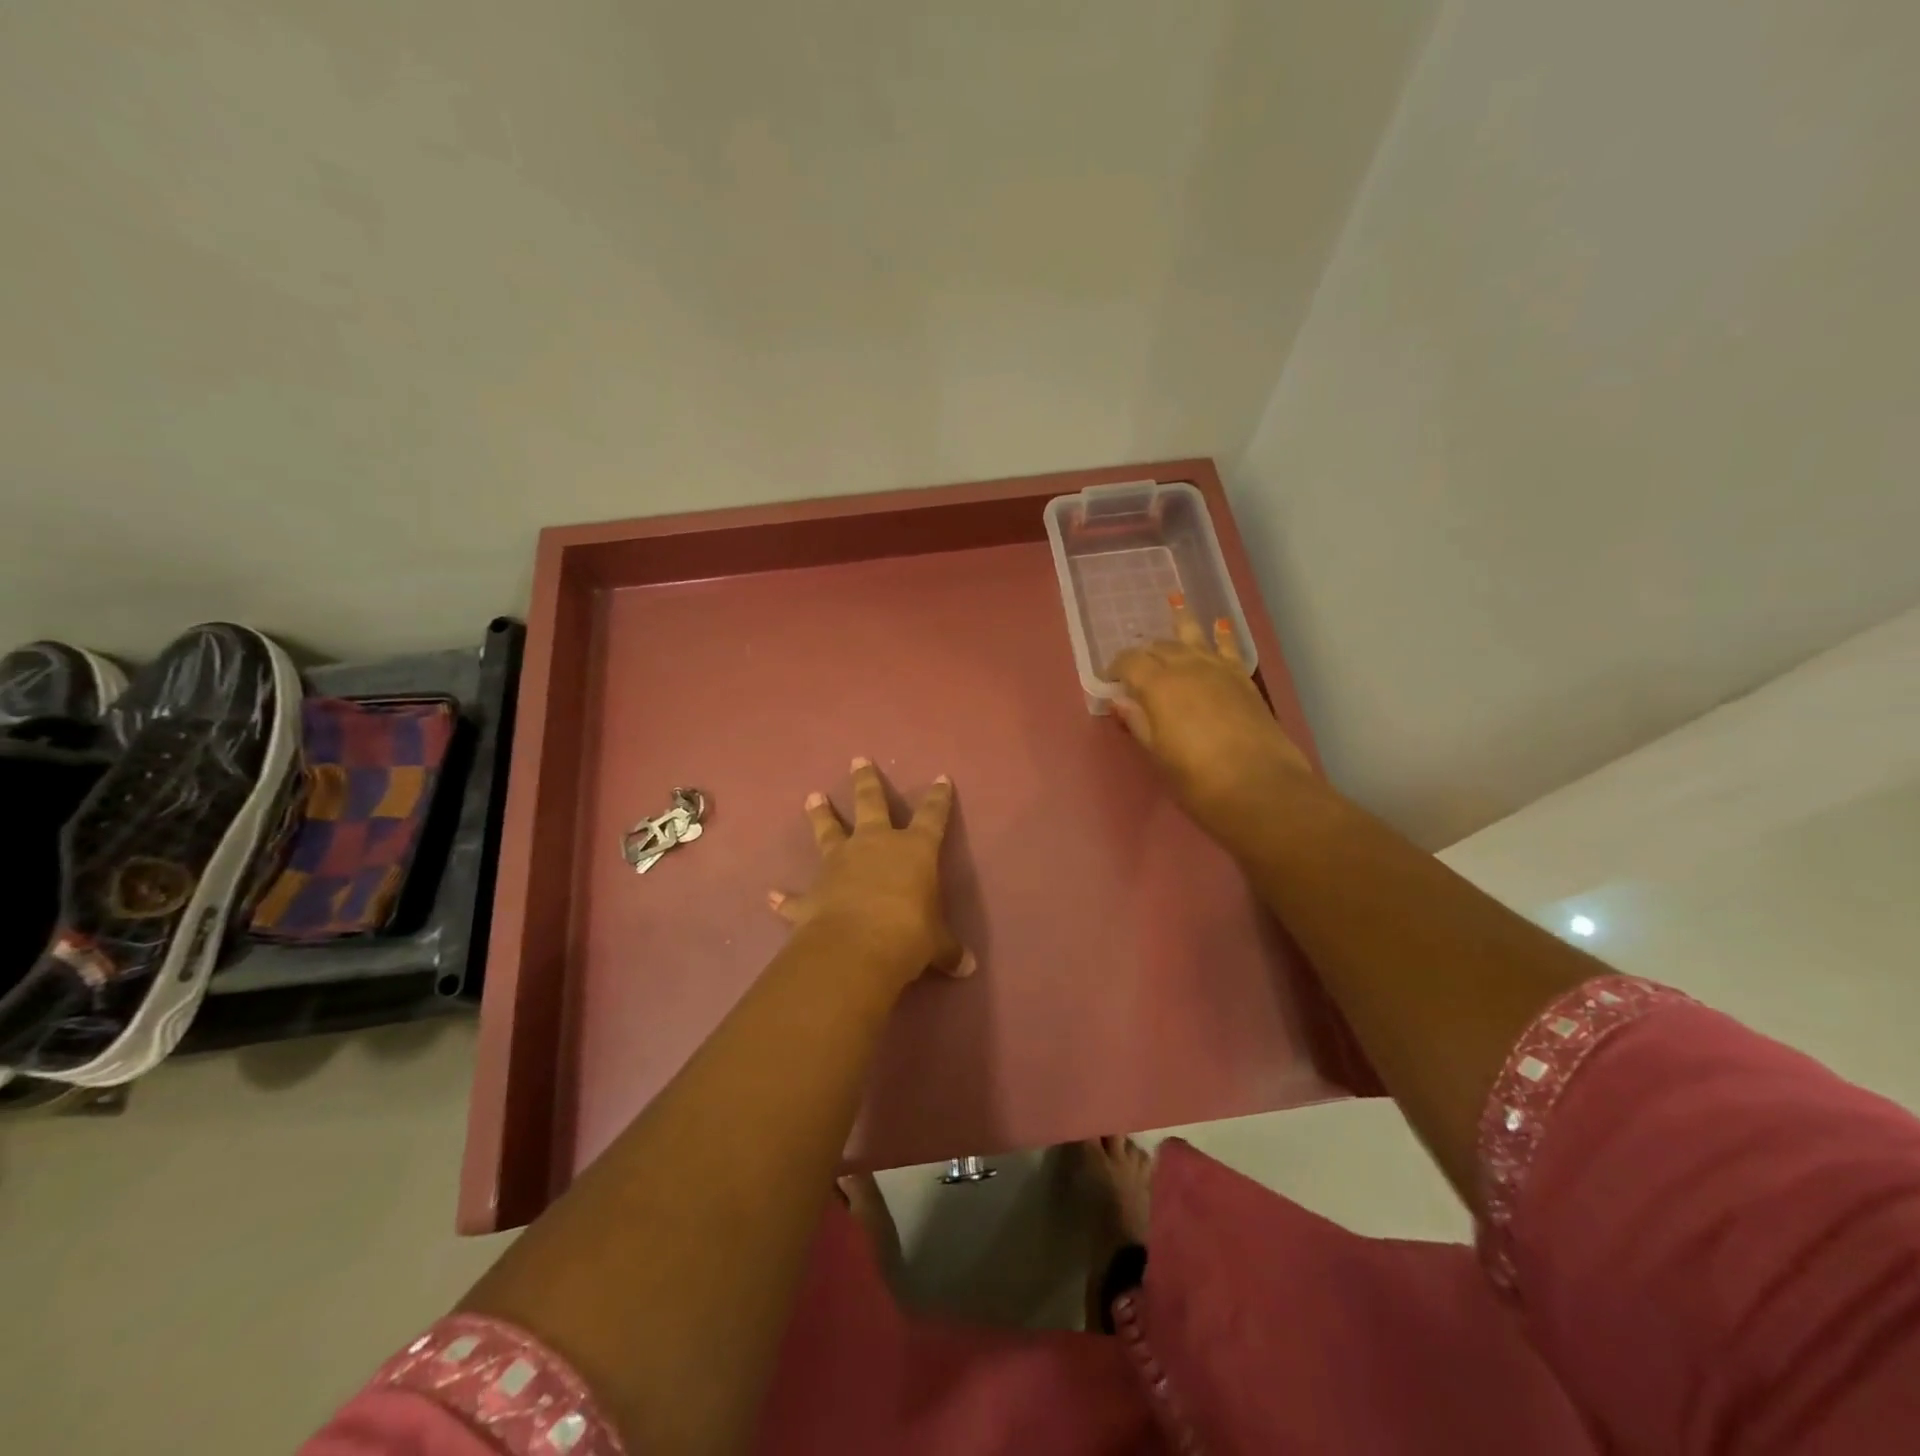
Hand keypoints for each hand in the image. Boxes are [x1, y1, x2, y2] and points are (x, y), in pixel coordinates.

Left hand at [767, 757, 973, 988]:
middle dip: (865, 781)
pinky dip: (784, 898)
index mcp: (914, 850)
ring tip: (812, 796)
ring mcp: (839, 864)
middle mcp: (875, 845)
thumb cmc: (909, 934)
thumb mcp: (937, 944)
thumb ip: (949, 950)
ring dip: (821, 815)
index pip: (932, 816)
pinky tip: (772, 895)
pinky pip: (795, 896)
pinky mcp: (813, 893)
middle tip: (858, 760)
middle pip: (870, 803)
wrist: (856, 948)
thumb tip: (968, 967)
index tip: (940, 778)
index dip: (938, 798)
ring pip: (828, 831)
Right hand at [1110, 596, 1314, 844]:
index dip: (1116, 668)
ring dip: (1181, 621)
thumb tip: (1120, 701)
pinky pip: (1228, 649)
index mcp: (1158, 685)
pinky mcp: (1243, 680)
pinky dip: (1222, 635)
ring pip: (1193, 637)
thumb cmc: (1197, 779)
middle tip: (1134, 665)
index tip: (1110, 680)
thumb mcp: (1158, 754)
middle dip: (1143, 652)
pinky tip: (1220, 624)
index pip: (1130, 662)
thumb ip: (1139, 722)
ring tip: (1174, 599)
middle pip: (1159, 648)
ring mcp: (1218, 670)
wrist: (1260, 789)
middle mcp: (1187, 667)